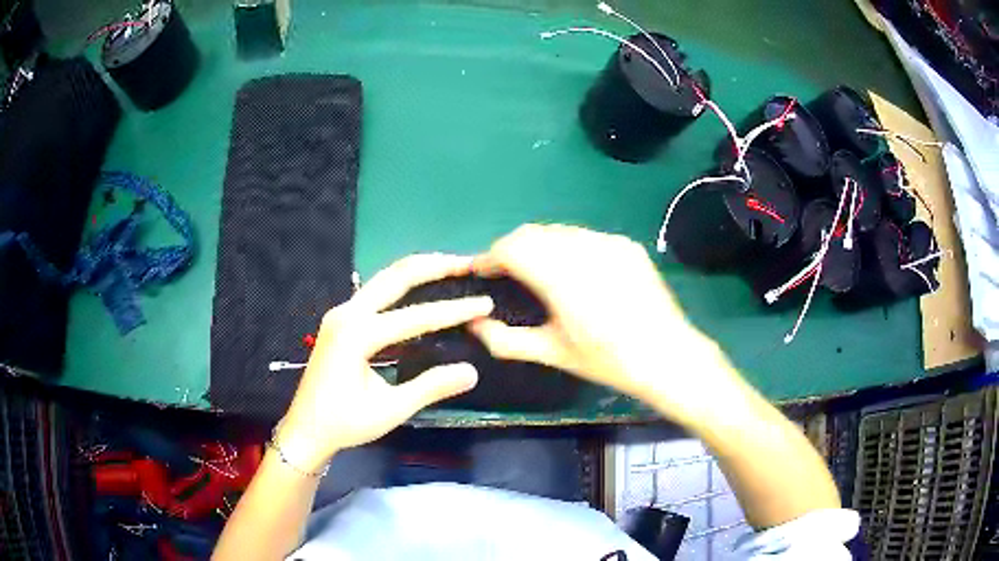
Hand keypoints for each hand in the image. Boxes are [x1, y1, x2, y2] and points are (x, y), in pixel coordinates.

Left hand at [277, 254, 492, 471]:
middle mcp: (347, 314)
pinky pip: (375, 293)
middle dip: (434, 267)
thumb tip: (471, 371)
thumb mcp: (391, 410)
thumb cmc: (345, 424)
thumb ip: (430, 387)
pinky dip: (402, 285)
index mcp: (357, 335)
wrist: (306, 429)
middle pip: (396, 277)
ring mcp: (341, 313)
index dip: (454, 311)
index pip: (416, 316)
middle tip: (467, 262)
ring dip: (417, 271)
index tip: (485, 303)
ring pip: (384, 279)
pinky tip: (420, 286)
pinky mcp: (340, 320)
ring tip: (450, 265)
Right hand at [469, 224, 739, 426]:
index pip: (512, 248)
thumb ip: (506, 340)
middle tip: (505, 274)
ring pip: (559, 232)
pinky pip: (585, 237)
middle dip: (512, 249)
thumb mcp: (553, 353)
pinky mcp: (626, 245)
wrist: (667, 354)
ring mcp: (608, 243)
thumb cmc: (607, 360)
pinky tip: (575, 272)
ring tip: (538, 272)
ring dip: (540, 246)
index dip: (490, 257)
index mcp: (561, 277)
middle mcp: (583, 249)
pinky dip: (568, 247)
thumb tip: (474, 325)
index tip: (481, 271)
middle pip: (533, 233)